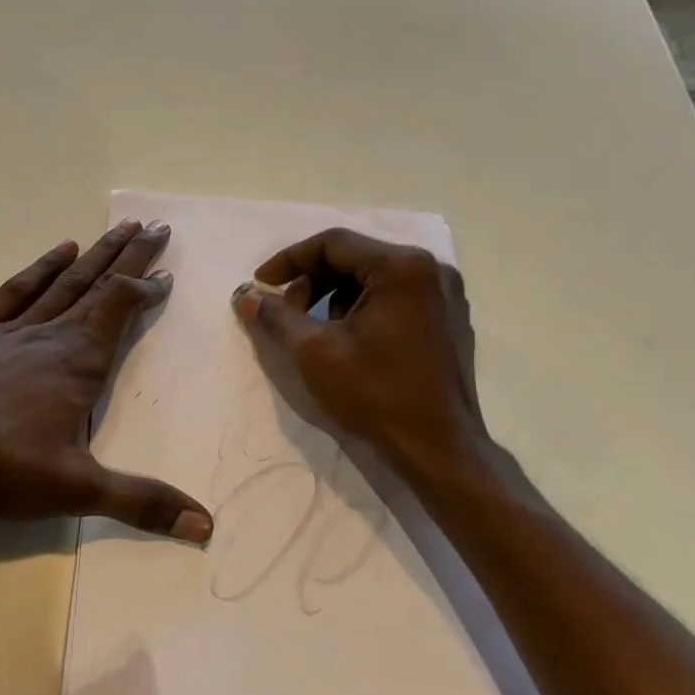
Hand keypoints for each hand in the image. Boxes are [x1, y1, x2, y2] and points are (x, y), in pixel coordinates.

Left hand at [0, 220, 212, 543]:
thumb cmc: (0, 466)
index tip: (167, 274)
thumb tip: (205, 525)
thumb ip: (141, 503)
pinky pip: (17, 291)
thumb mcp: (77, 490)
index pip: (121, 309)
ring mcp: (12, 329)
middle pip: (98, 284)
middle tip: (155, 226)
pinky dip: (41, 268)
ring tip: (119, 227)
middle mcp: (52, 335)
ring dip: (95, 254)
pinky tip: (58, 250)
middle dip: (130, 256)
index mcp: (79, 363)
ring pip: (64, 282)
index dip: (147, 289)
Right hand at [230, 228, 499, 484]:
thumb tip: (245, 297)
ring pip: (374, 279)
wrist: (440, 450)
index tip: (261, 285)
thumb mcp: (314, 352)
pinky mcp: (448, 322)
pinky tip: (347, 341)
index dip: (289, 261)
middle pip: (355, 258)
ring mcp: (445, 296)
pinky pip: (395, 299)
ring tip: (313, 330)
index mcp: (402, 267)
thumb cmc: (377, 394)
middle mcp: (430, 270)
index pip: (333, 244)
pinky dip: (362, 309)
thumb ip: (276, 317)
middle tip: (284, 312)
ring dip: (334, 296)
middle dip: (311, 281)